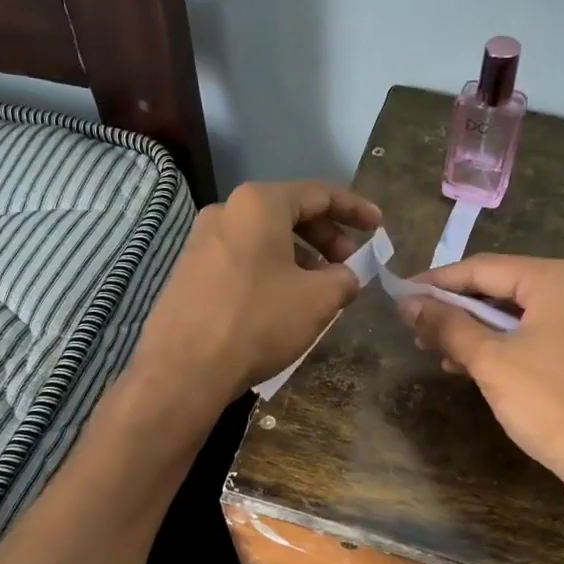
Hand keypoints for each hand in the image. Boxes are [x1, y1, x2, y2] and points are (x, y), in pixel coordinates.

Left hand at [135, 180, 382, 403]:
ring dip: (300, 257)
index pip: (319, 193)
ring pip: (264, 239)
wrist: (184, 369)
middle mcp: (226, 211)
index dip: (355, 209)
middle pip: (289, 213)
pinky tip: (283, 301)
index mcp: (259, 204)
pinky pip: (242, 259)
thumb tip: (345, 276)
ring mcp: (201, 241)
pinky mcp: (189, 272)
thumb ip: (344, 278)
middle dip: (327, 236)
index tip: (379, 227)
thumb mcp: (318, 300)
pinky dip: (272, 270)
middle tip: (350, 264)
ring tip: (321, 288)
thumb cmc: (258, 322)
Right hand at [399, 256, 563, 536]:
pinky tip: (467, 365)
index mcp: (558, 279)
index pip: (483, 268)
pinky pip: (532, 335)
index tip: (401, 296)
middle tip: (414, 329)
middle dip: (455, 309)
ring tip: (435, 350)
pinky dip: (499, 346)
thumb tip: (407, 303)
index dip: (438, 282)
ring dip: (473, 330)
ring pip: (514, 314)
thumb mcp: (490, 361)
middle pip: (500, 287)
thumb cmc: (549, 403)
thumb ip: (447, 325)